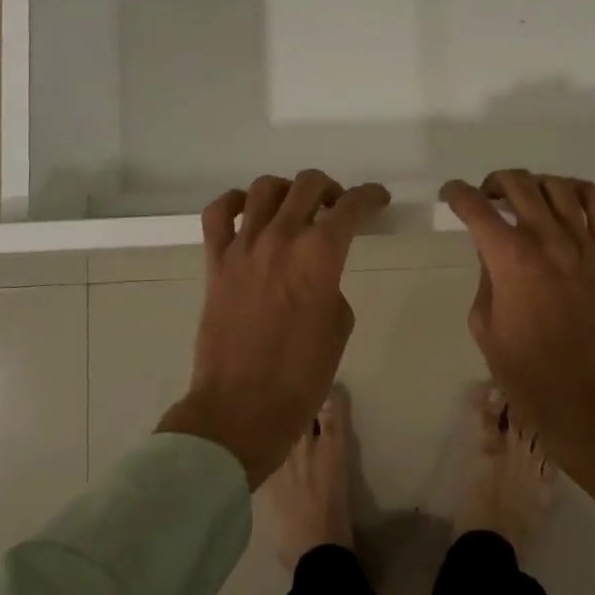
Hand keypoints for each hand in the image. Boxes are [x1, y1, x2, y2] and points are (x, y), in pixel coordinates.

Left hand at [159, 171, 389, 488]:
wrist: (242, 408)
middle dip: (331, 188)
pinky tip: (248, 212)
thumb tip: (316, 273)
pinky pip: (218, 214)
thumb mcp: (339, 326)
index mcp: (320, 255)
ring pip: (264, 188)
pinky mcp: (215, 262)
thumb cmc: (302, 375)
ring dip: (287, 190)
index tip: (378, 199)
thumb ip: (331, 285)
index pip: (352, 207)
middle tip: (338, 206)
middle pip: (308, 185)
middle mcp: (282, 238)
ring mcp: (243, 247)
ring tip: (295, 207)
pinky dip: (235, 202)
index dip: (370, 197)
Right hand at [441, 171, 594, 504]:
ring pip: (559, 187)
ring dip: (534, 184)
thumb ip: (486, 278)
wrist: (592, 405)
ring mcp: (586, 246)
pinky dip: (580, 191)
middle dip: (493, 182)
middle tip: (485, 198)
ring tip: (524, 199)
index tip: (449, 196)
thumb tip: (492, 251)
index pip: (476, 208)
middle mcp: (549, 241)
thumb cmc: (529, 376)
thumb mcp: (486, 327)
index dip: (456, 194)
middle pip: (519, 184)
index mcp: (511, 260)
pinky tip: (566, 199)